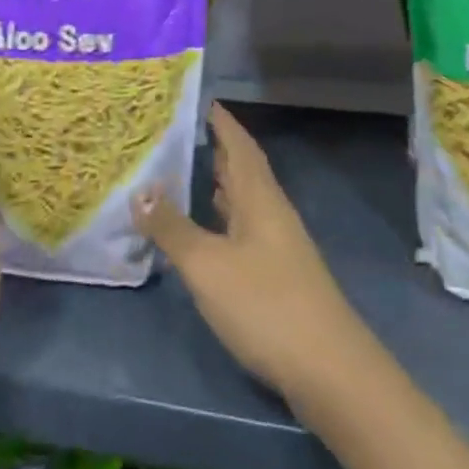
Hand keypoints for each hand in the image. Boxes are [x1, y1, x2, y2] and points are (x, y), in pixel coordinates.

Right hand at [133, 103, 365, 404]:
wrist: (328, 368)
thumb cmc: (265, 305)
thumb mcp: (208, 265)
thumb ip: (173, 228)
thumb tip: (140, 190)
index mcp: (260, 197)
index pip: (240, 145)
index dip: (222, 121)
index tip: (200, 99)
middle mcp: (272, 212)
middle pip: (244, 169)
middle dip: (217, 148)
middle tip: (180, 133)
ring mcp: (279, 245)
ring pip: (245, 200)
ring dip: (220, 184)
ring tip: (187, 172)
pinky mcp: (278, 275)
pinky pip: (244, 229)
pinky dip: (223, 219)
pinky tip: (208, 231)